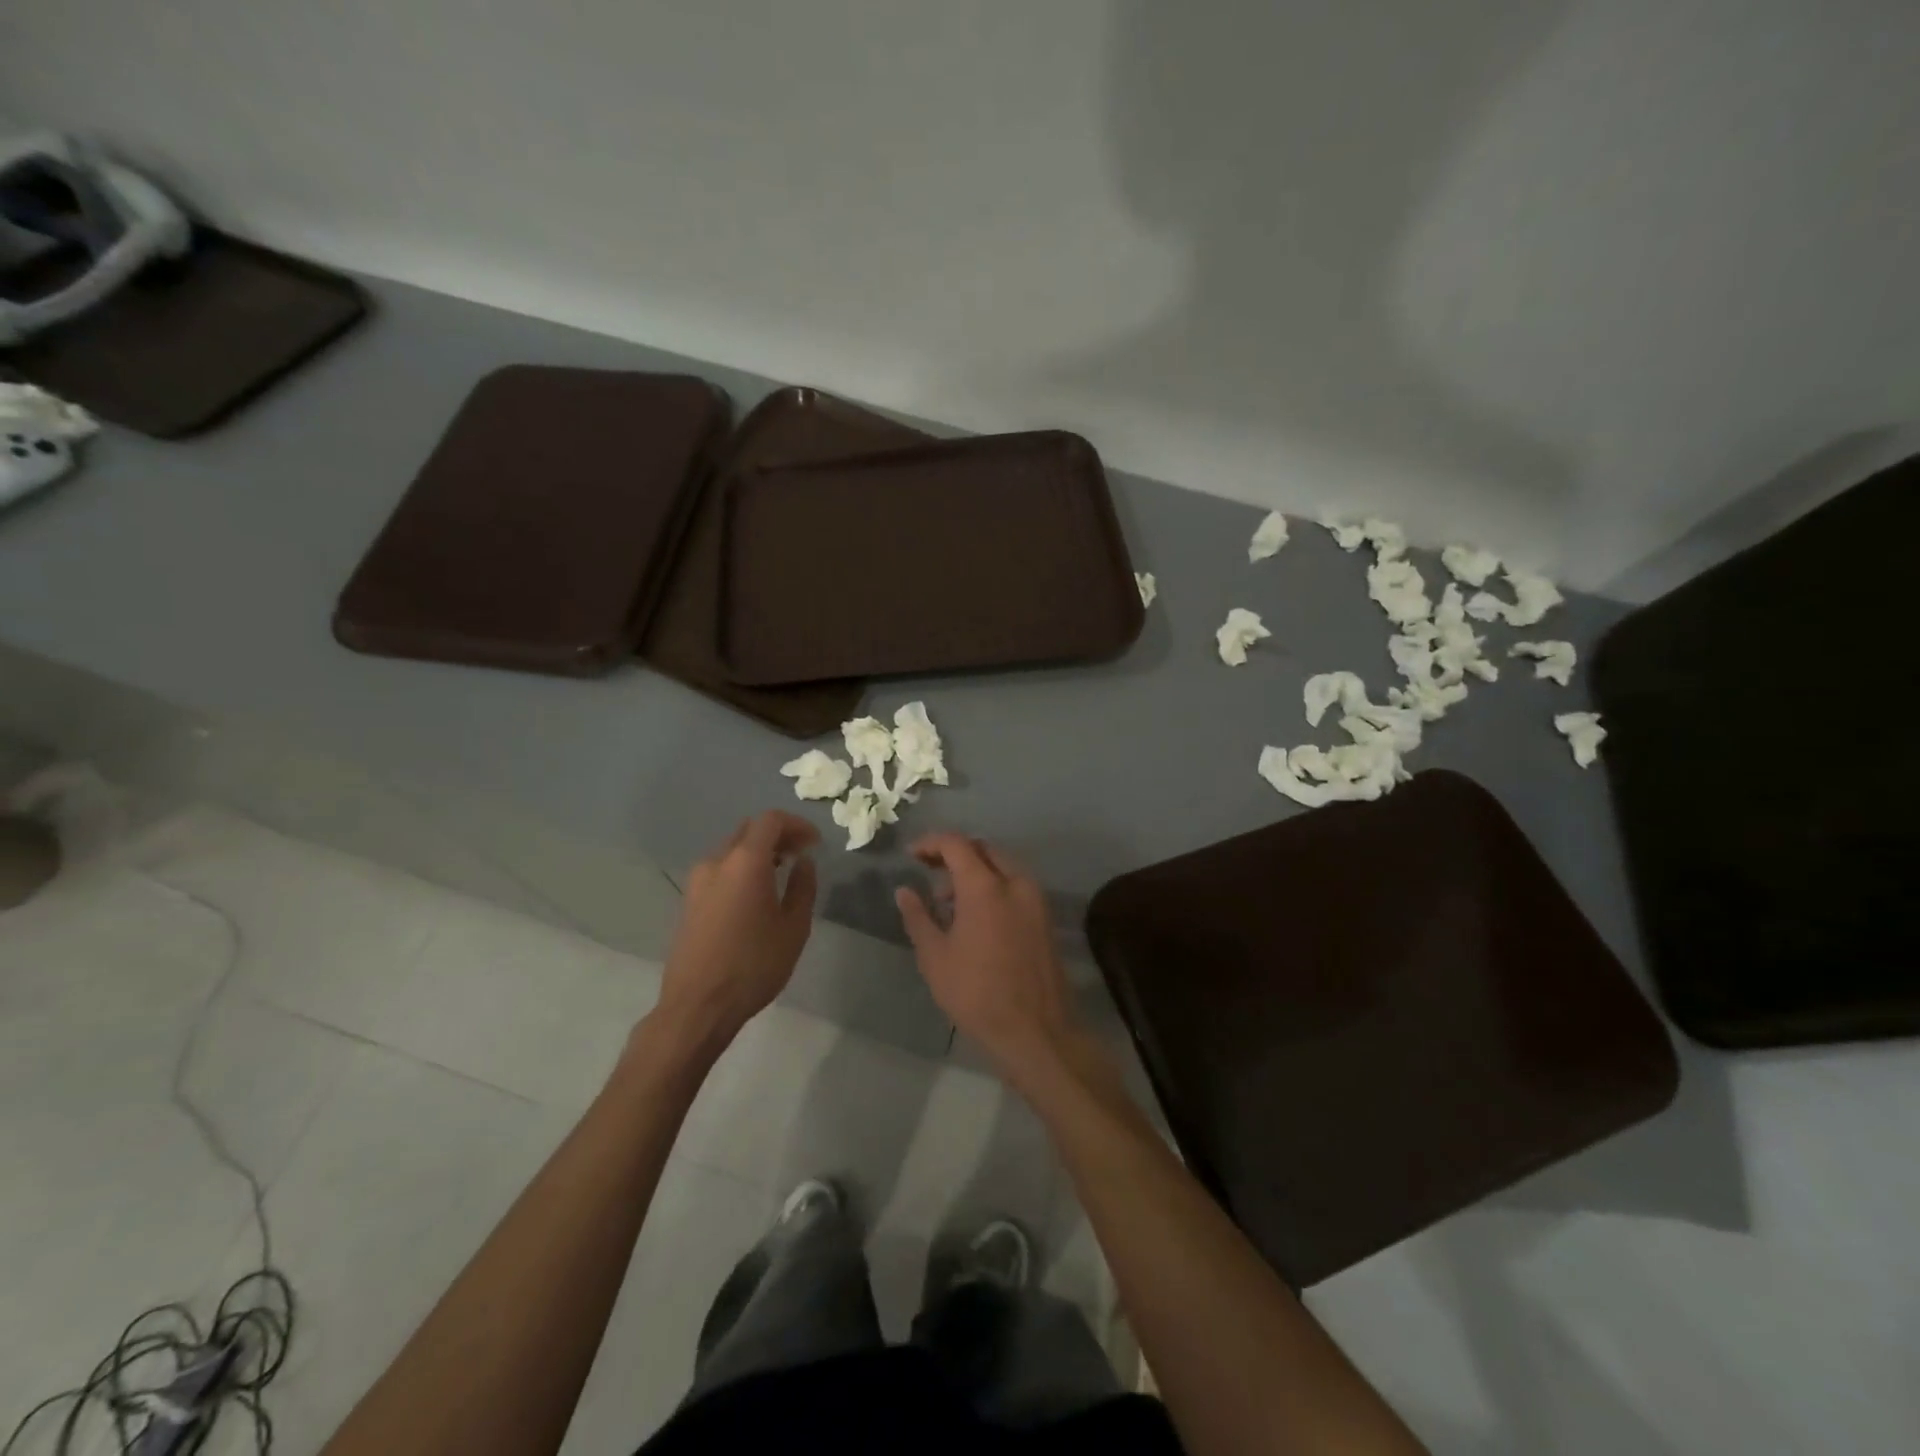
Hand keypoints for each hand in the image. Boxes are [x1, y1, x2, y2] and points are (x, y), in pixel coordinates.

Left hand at [658, 811, 818, 1046]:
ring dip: (759, 851)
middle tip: (801, 854)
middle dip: (778, 835)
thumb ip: (803, 887)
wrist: (697, 1006)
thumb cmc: (753, 966)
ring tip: (782, 873)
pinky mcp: (689, 900)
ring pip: (732, 848)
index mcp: (745, 862)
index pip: (771, 820)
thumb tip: (804, 863)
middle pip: (749, 829)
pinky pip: (720, 868)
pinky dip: (742, 867)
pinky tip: (756, 893)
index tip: (815, 843)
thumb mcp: (793, 928)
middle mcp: (717, 861)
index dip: (797, 825)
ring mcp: (698, 880)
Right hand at [895, 834, 1076, 1079]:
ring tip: (949, 901)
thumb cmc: (977, 993)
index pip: (956, 844)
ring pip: (1002, 866)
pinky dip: (994, 886)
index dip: (931, 843)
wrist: (1036, 1030)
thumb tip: (904, 891)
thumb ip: (918, 917)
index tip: (912, 855)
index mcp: (985, 886)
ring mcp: (1035, 899)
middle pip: (983, 849)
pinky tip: (976, 916)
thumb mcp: (935, 957)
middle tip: (930, 873)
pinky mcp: (1045, 917)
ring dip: (975, 871)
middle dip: (955, 854)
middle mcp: (1015, 882)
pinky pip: (1016, 885)